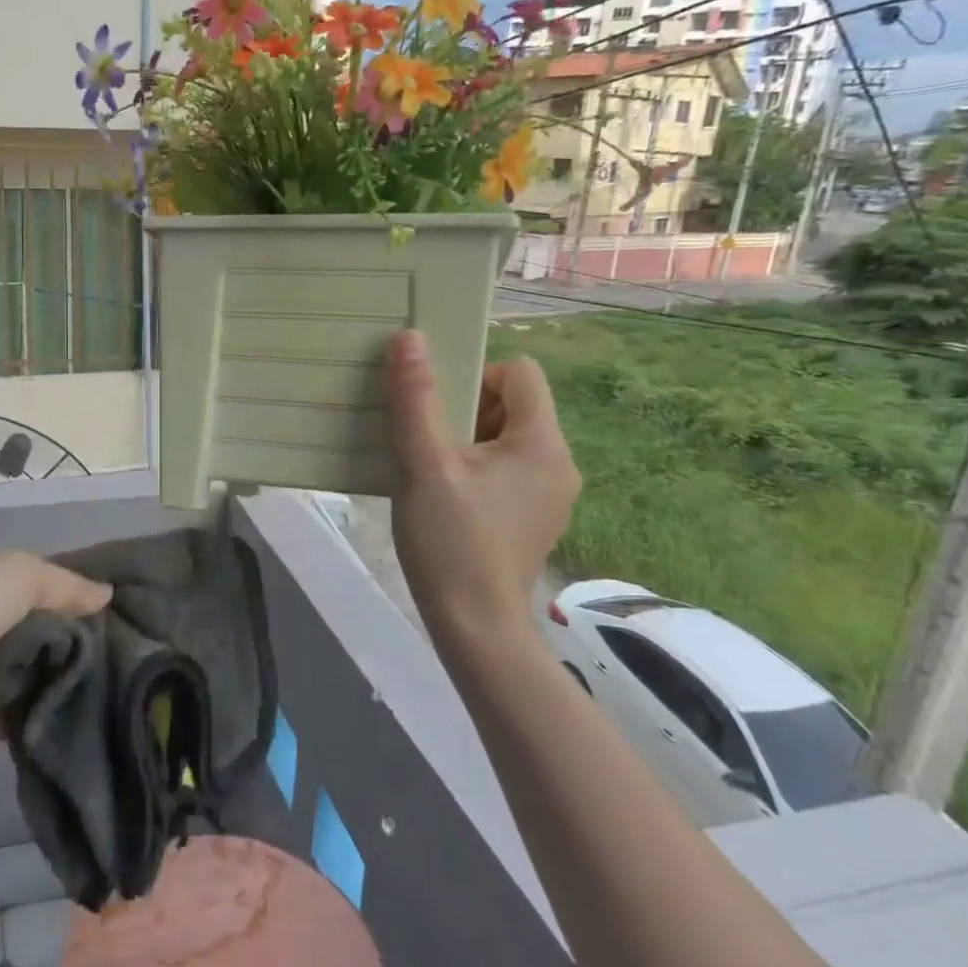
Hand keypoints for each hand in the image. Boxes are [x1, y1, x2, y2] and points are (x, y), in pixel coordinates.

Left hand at [0, 550, 111, 754]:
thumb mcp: (20, 575)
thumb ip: (67, 584)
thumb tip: (107, 594)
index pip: (50, 580)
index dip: (83, 590)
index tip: (128, 605)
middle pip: (51, 626)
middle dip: (84, 636)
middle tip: (132, 649)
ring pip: (44, 667)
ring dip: (71, 675)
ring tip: (120, 683)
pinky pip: (31, 708)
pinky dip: (52, 709)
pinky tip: (91, 710)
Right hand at [383, 330, 578, 652]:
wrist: (475, 629)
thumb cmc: (451, 541)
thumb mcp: (424, 463)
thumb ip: (416, 398)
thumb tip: (409, 338)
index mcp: (542, 443)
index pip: (521, 372)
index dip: (476, 373)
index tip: (437, 404)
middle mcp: (558, 463)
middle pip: (512, 404)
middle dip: (464, 408)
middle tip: (424, 435)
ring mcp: (549, 494)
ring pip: (505, 438)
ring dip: (465, 439)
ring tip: (427, 464)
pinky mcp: (533, 518)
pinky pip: (505, 469)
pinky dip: (474, 468)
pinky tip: (443, 494)